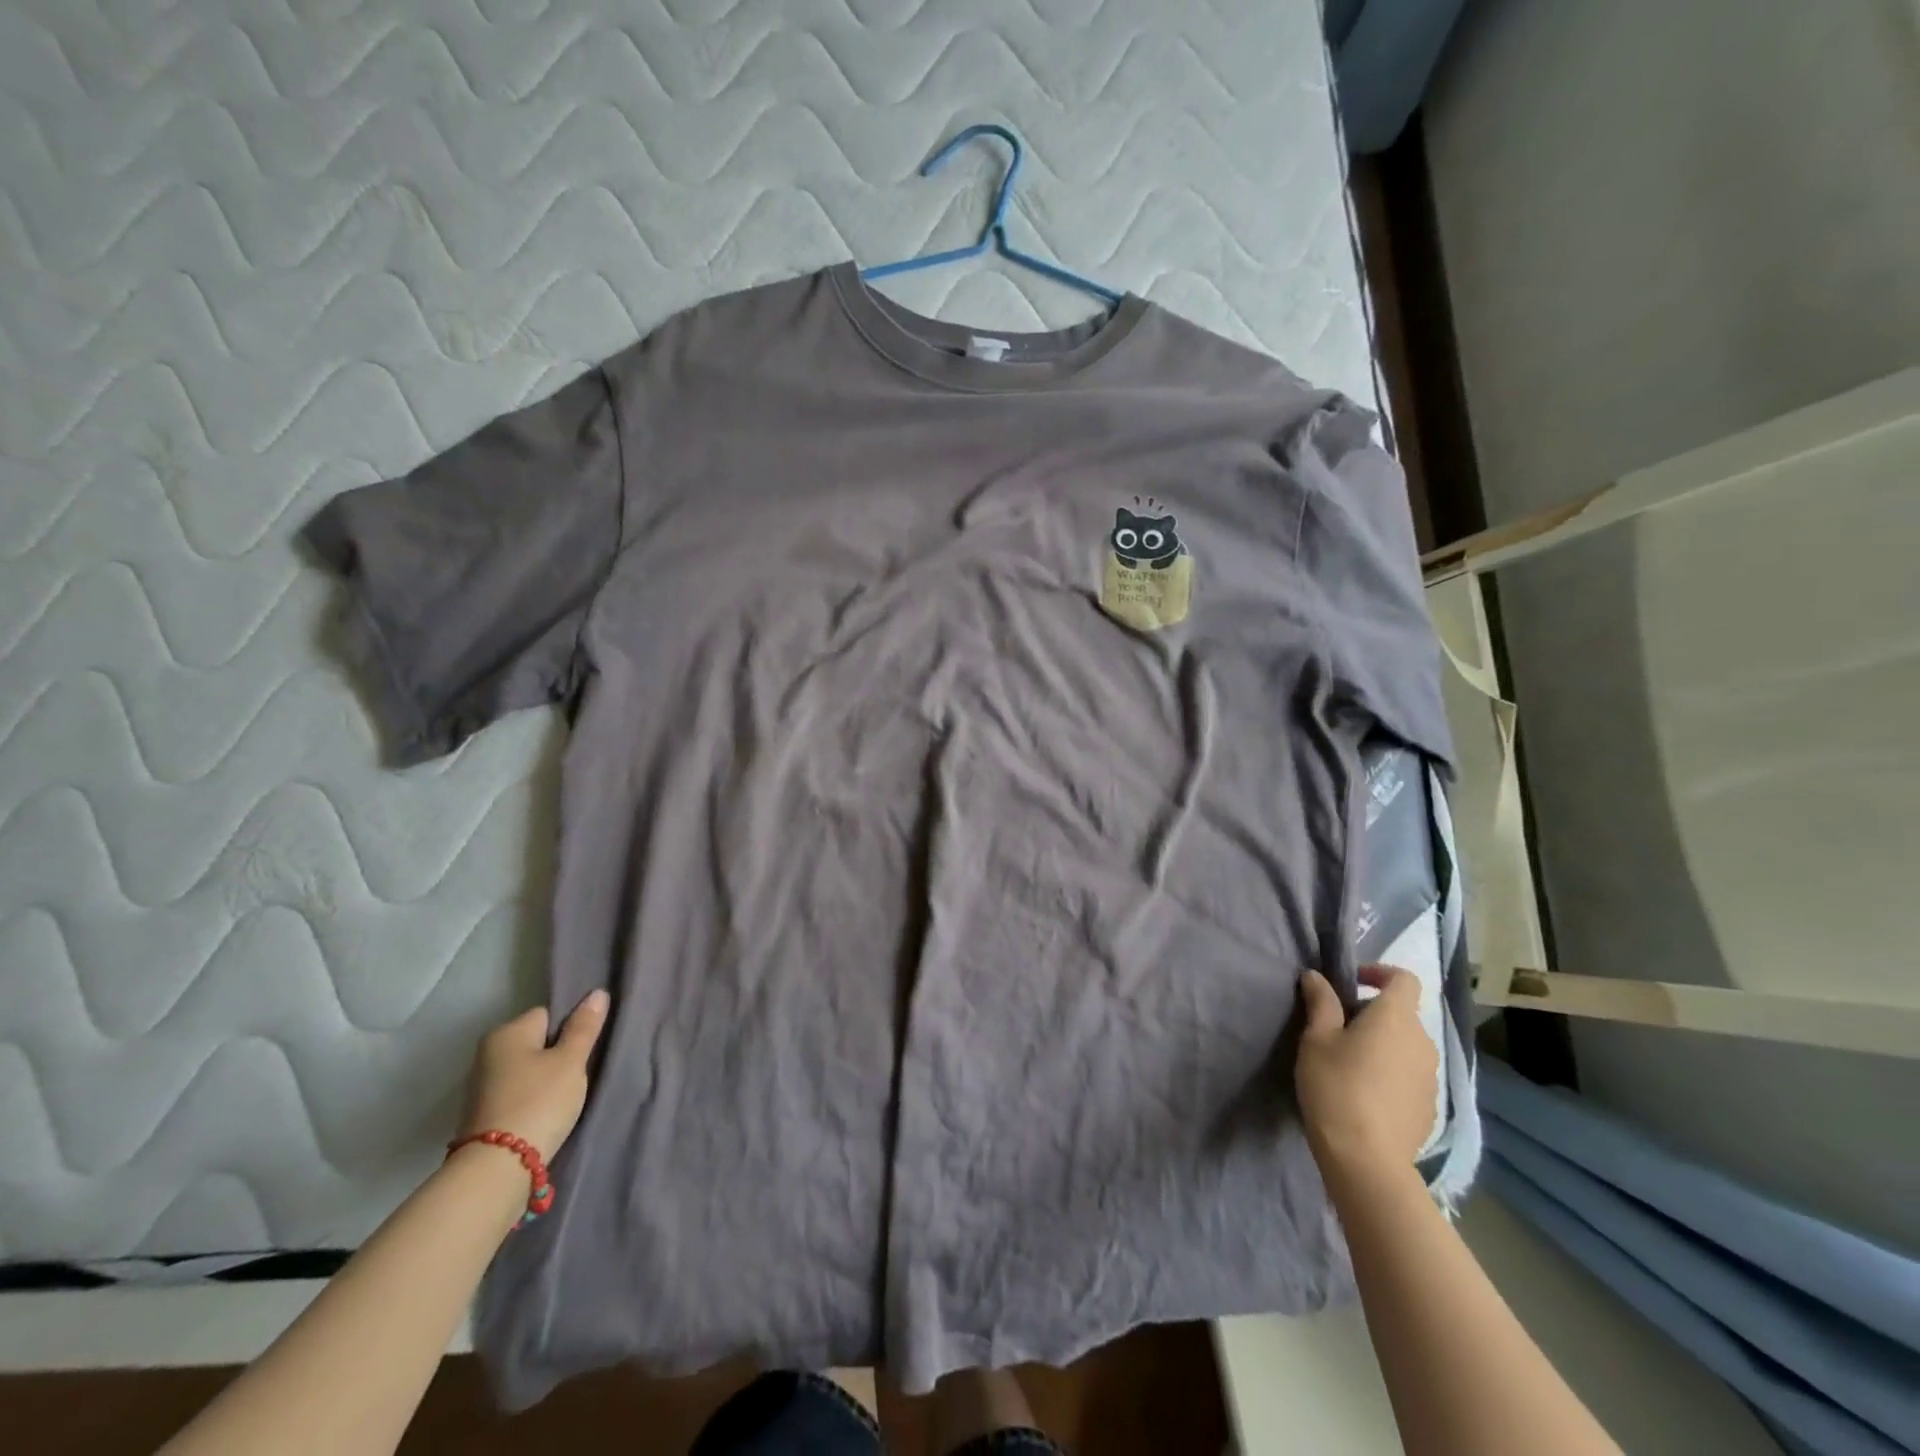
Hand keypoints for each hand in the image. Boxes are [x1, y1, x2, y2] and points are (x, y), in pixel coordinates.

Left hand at [458, 990, 609, 1159]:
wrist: (497, 1170)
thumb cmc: (539, 1102)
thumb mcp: (571, 1061)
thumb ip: (584, 1027)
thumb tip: (597, 992)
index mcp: (506, 1032)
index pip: (548, 1014)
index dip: (570, 1028)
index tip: (583, 1050)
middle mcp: (488, 1053)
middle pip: (538, 1041)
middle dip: (558, 1054)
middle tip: (579, 1072)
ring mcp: (483, 1085)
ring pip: (529, 1069)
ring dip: (547, 1078)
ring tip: (566, 1096)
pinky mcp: (485, 1113)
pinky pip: (520, 1091)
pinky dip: (534, 1098)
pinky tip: (548, 1112)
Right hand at [1296, 965, 1436, 1179]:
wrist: (1366, 1159)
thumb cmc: (1336, 1086)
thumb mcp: (1316, 1039)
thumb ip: (1320, 1002)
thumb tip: (1316, 976)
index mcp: (1396, 1018)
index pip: (1404, 979)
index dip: (1379, 973)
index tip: (1351, 984)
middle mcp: (1422, 1041)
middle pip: (1402, 1013)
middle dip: (1373, 1013)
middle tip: (1337, 1028)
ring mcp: (1430, 1077)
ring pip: (1407, 1045)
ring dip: (1383, 1044)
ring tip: (1350, 1063)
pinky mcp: (1430, 1106)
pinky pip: (1410, 1074)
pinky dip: (1391, 1072)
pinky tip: (1366, 1094)